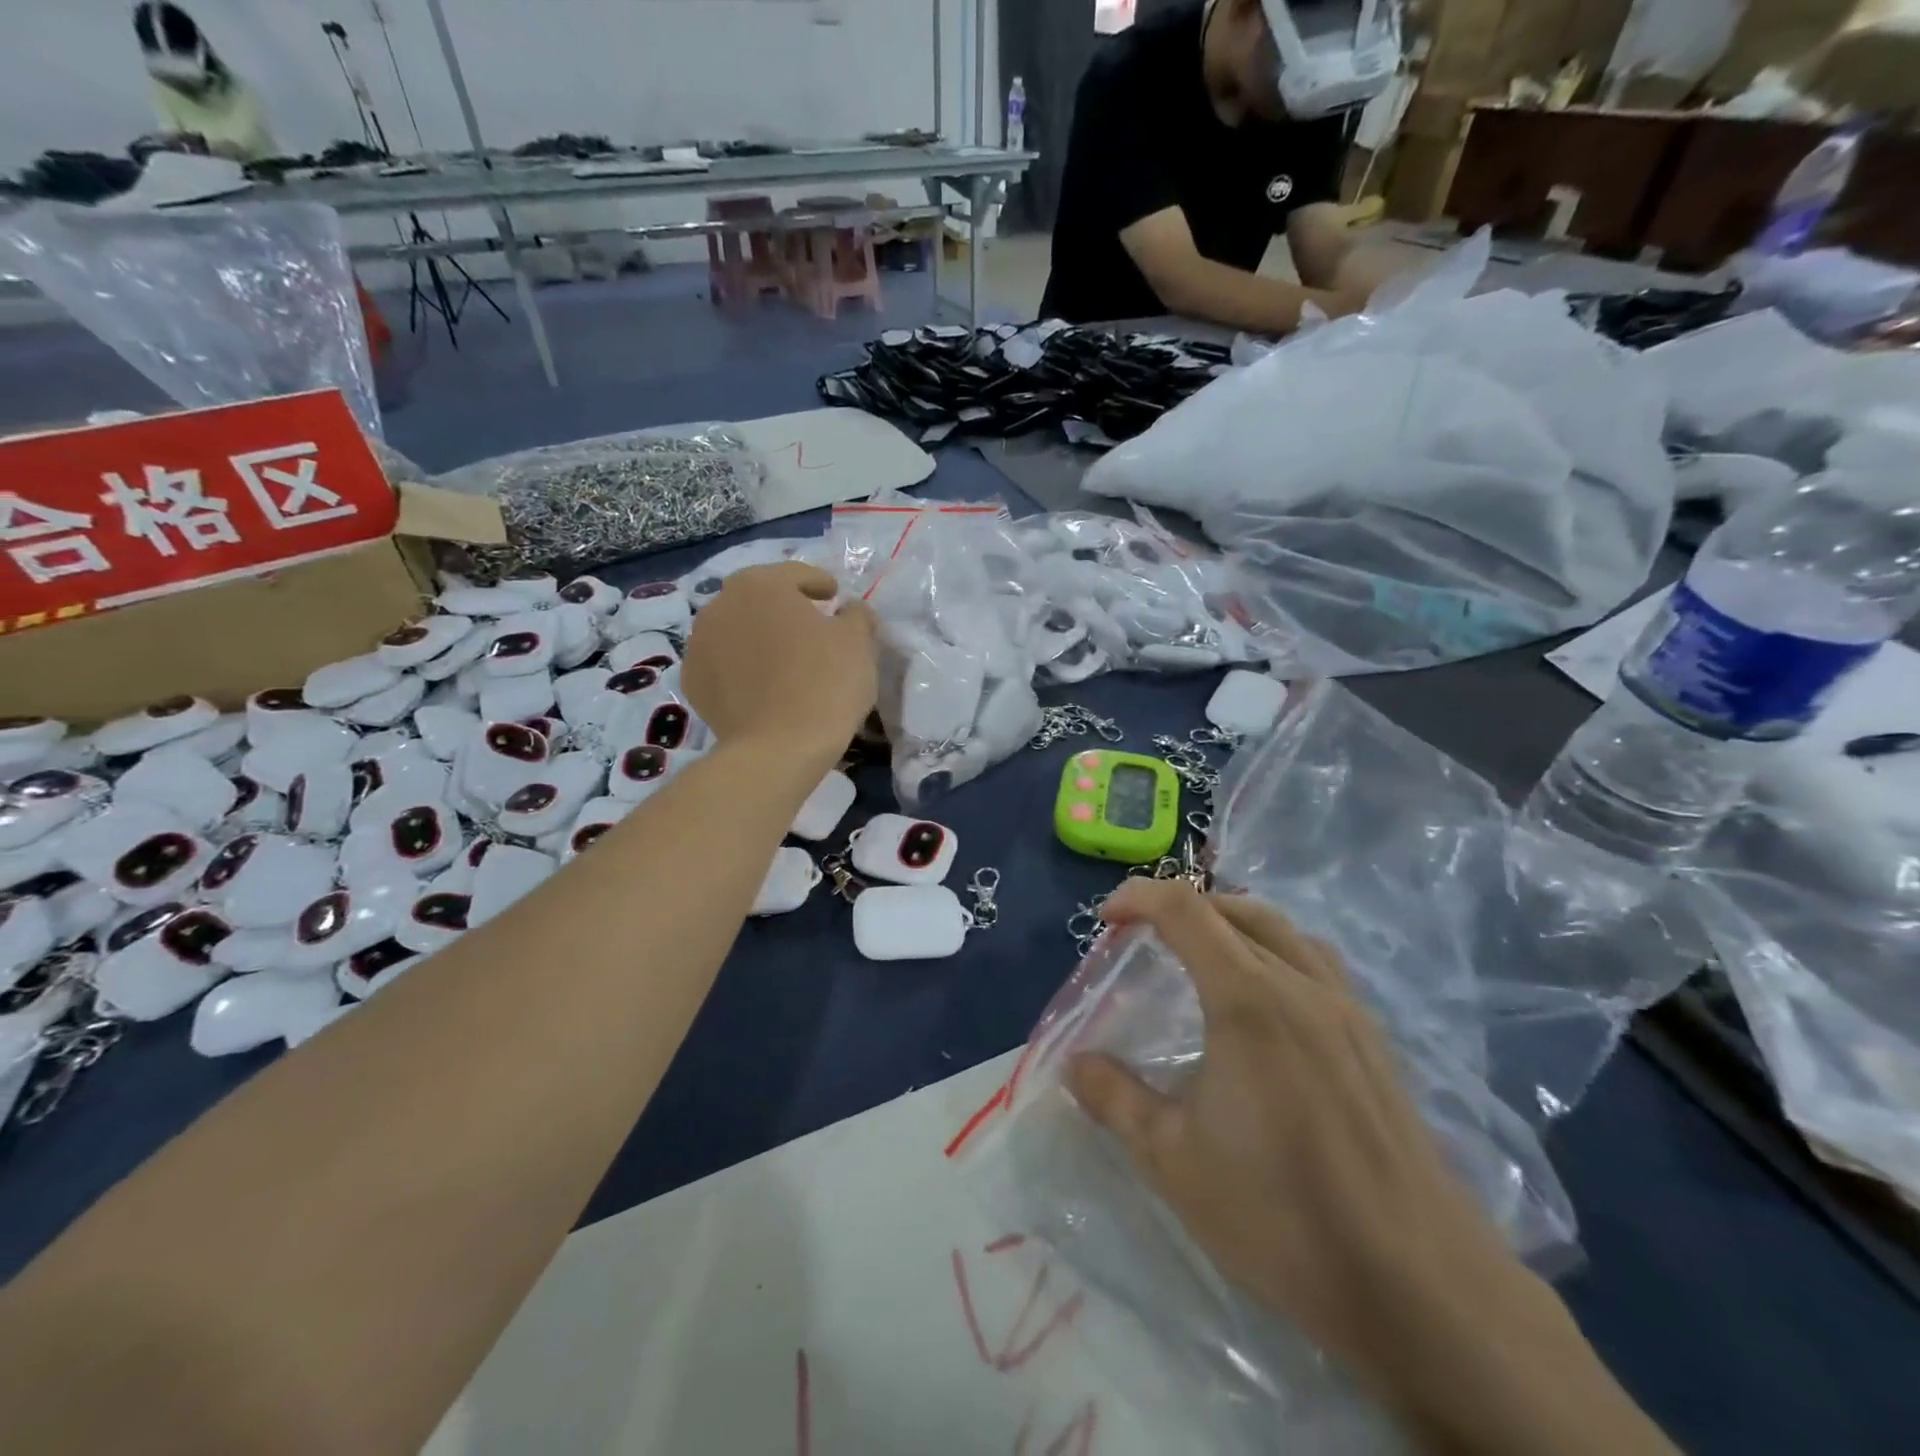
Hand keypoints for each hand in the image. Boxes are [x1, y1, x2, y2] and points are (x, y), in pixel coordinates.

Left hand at [681, 562, 876, 759]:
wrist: (779, 748)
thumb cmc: (825, 683)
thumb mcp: (858, 643)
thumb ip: (857, 616)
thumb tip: (850, 610)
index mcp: (761, 584)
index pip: (796, 574)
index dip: (820, 584)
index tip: (835, 597)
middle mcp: (721, 604)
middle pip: (761, 599)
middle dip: (785, 609)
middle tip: (811, 627)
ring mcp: (699, 644)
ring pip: (738, 630)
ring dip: (760, 636)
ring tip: (785, 660)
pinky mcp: (692, 682)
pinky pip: (724, 664)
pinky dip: (742, 667)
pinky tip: (763, 686)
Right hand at [1068, 882, 1516, 1384]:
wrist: (1420, 1287)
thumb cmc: (1282, 1215)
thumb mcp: (1173, 1159)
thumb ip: (1115, 1098)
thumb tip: (1075, 1064)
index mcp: (1249, 999)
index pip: (1185, 909)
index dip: (1138, 898)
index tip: (1105, 920)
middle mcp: (1302, 985)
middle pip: (1236, 908)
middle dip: (1182, 906)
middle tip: (1144, 938)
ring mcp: (1347, 1010)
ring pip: (1284, 930)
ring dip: (1232, 923)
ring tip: (1201, 956)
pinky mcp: (1374, 1042)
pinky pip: (1317, 963)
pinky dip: (1275, 952)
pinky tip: (1265, 1005)